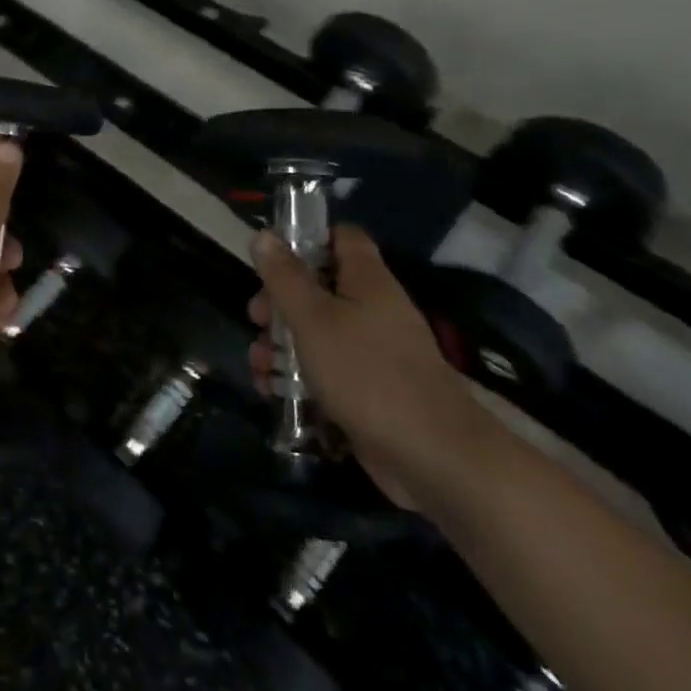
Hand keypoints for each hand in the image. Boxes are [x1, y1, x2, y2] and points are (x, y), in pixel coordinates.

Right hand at [248, 225, 482, 499]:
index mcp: (367, 280)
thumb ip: (285, 277)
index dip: (307, 238)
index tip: (273, 259)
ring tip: (259, 366)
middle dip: (281, 302)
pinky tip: (274, 393)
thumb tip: (264, 235)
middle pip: (320, 287)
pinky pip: (328, 370)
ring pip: (319, 332)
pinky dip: (300, 377)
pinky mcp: (370, 390)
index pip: (341, 237)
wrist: (432, 456)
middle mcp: (373, 309)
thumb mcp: (313, 319)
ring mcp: (374, 352)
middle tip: (257, 320)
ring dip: (283, 345)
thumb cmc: (365, 372)